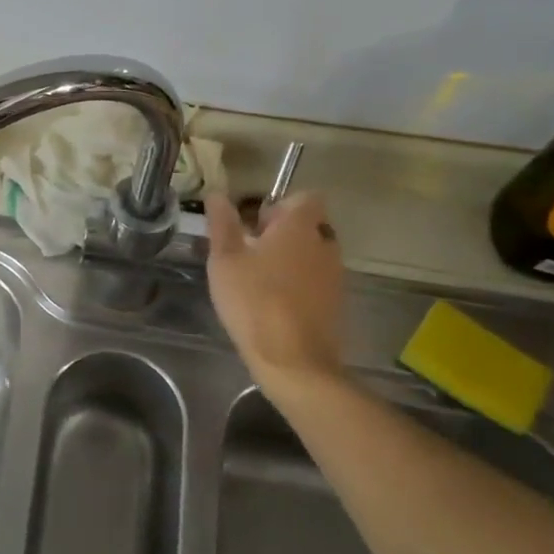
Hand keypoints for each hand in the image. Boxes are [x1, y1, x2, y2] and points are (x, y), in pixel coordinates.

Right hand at [206, 191, 345, 405]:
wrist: (294, 361)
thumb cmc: (254, 301)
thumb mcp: (225, 259)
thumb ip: (222, 223)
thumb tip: (217, 193)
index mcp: (300, 227)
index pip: (304, 197)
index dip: (279, 205)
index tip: (254, 224)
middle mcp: (325, 243)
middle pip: (308, 225)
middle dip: (281, 232)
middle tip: (248, 252)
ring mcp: (334, 274)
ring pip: (312, 253)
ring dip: (289, 258)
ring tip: (257, 279)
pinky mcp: (336, 302)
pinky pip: (316, 279)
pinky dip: (298, 283)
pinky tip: (272, 303)